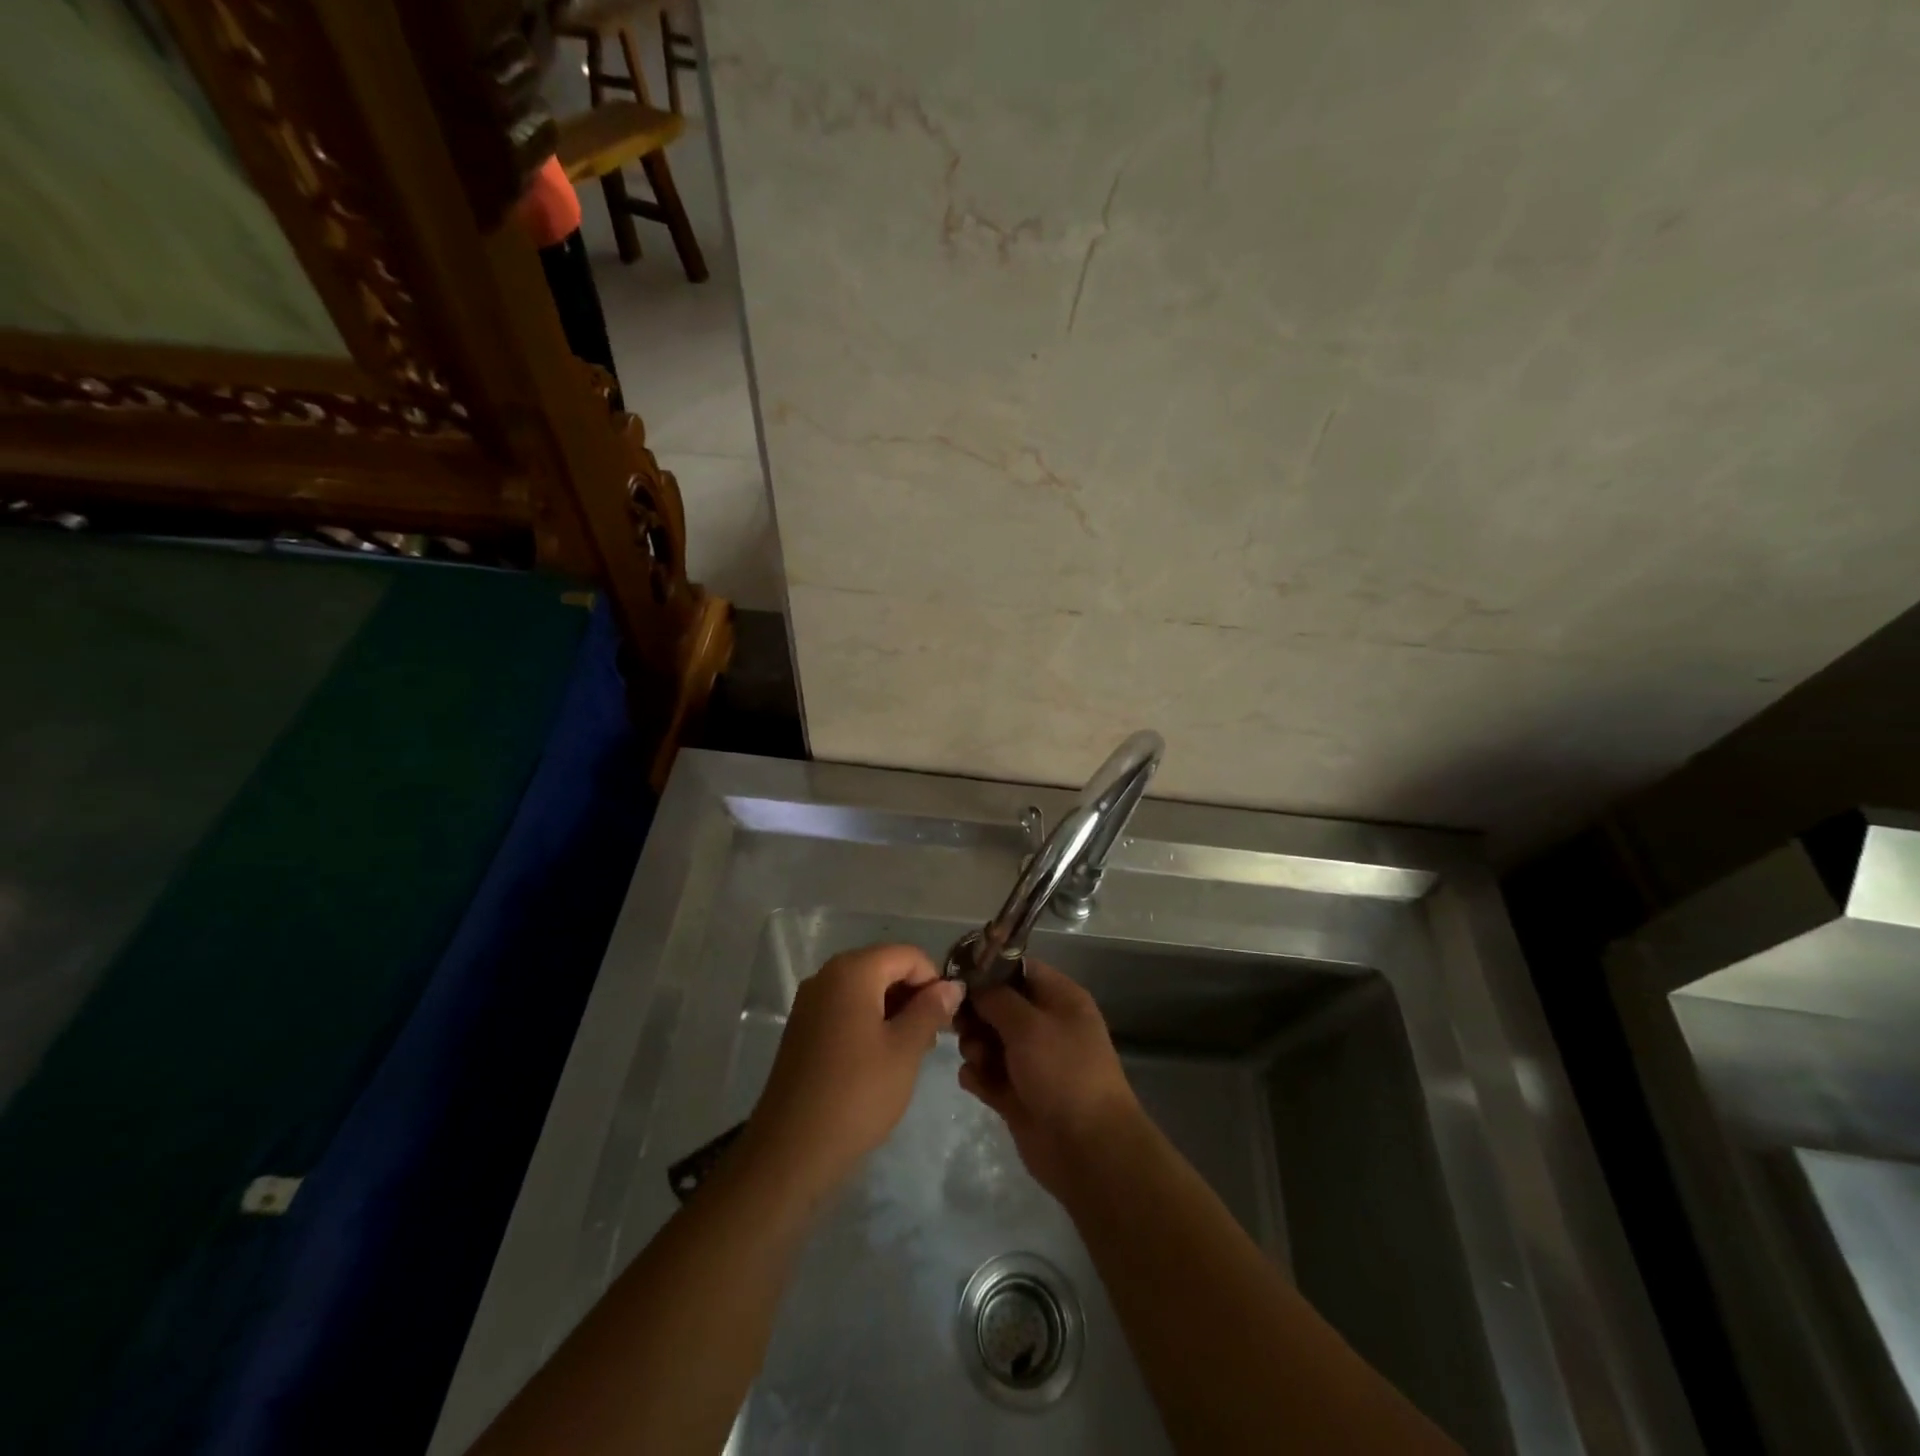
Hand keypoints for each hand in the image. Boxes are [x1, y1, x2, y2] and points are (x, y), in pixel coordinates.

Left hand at [744, 943, 963, 1196]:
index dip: (934, 979)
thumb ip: (930, 1010)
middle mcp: (827, 976)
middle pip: (884, 967)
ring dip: (893, 1009)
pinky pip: (845, 1008)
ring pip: (865, 989)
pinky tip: (882, 1057)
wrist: (791, 1150)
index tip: (947, 1017)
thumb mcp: (905, 1050)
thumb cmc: (857, 1094)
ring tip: (911, 1051)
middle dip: (913, 994)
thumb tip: (952, 985)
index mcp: (852, 972)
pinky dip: (869, 1021)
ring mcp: (810, 1002)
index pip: (907, 955)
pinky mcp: (803, 1028)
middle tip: (932, 1037)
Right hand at [957, 960, 1142, 1195]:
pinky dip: (977, 1076)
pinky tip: (975, 1082)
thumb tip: (974, 984)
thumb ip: (996, 998)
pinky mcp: (1018, 1095)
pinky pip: (988, 1075)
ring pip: (989, 1041)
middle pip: (998, 1006)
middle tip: (962, 1026)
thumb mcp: (1029, 1025)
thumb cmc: (1063, 1072)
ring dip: (974, 1047)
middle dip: (976, 1014)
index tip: (957, 977)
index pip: (1019, 970)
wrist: (1088, 1149)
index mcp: (1060, 999)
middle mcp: (1046, 1025)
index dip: (988, 970)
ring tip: (976, 1059)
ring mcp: (1032, 1062)